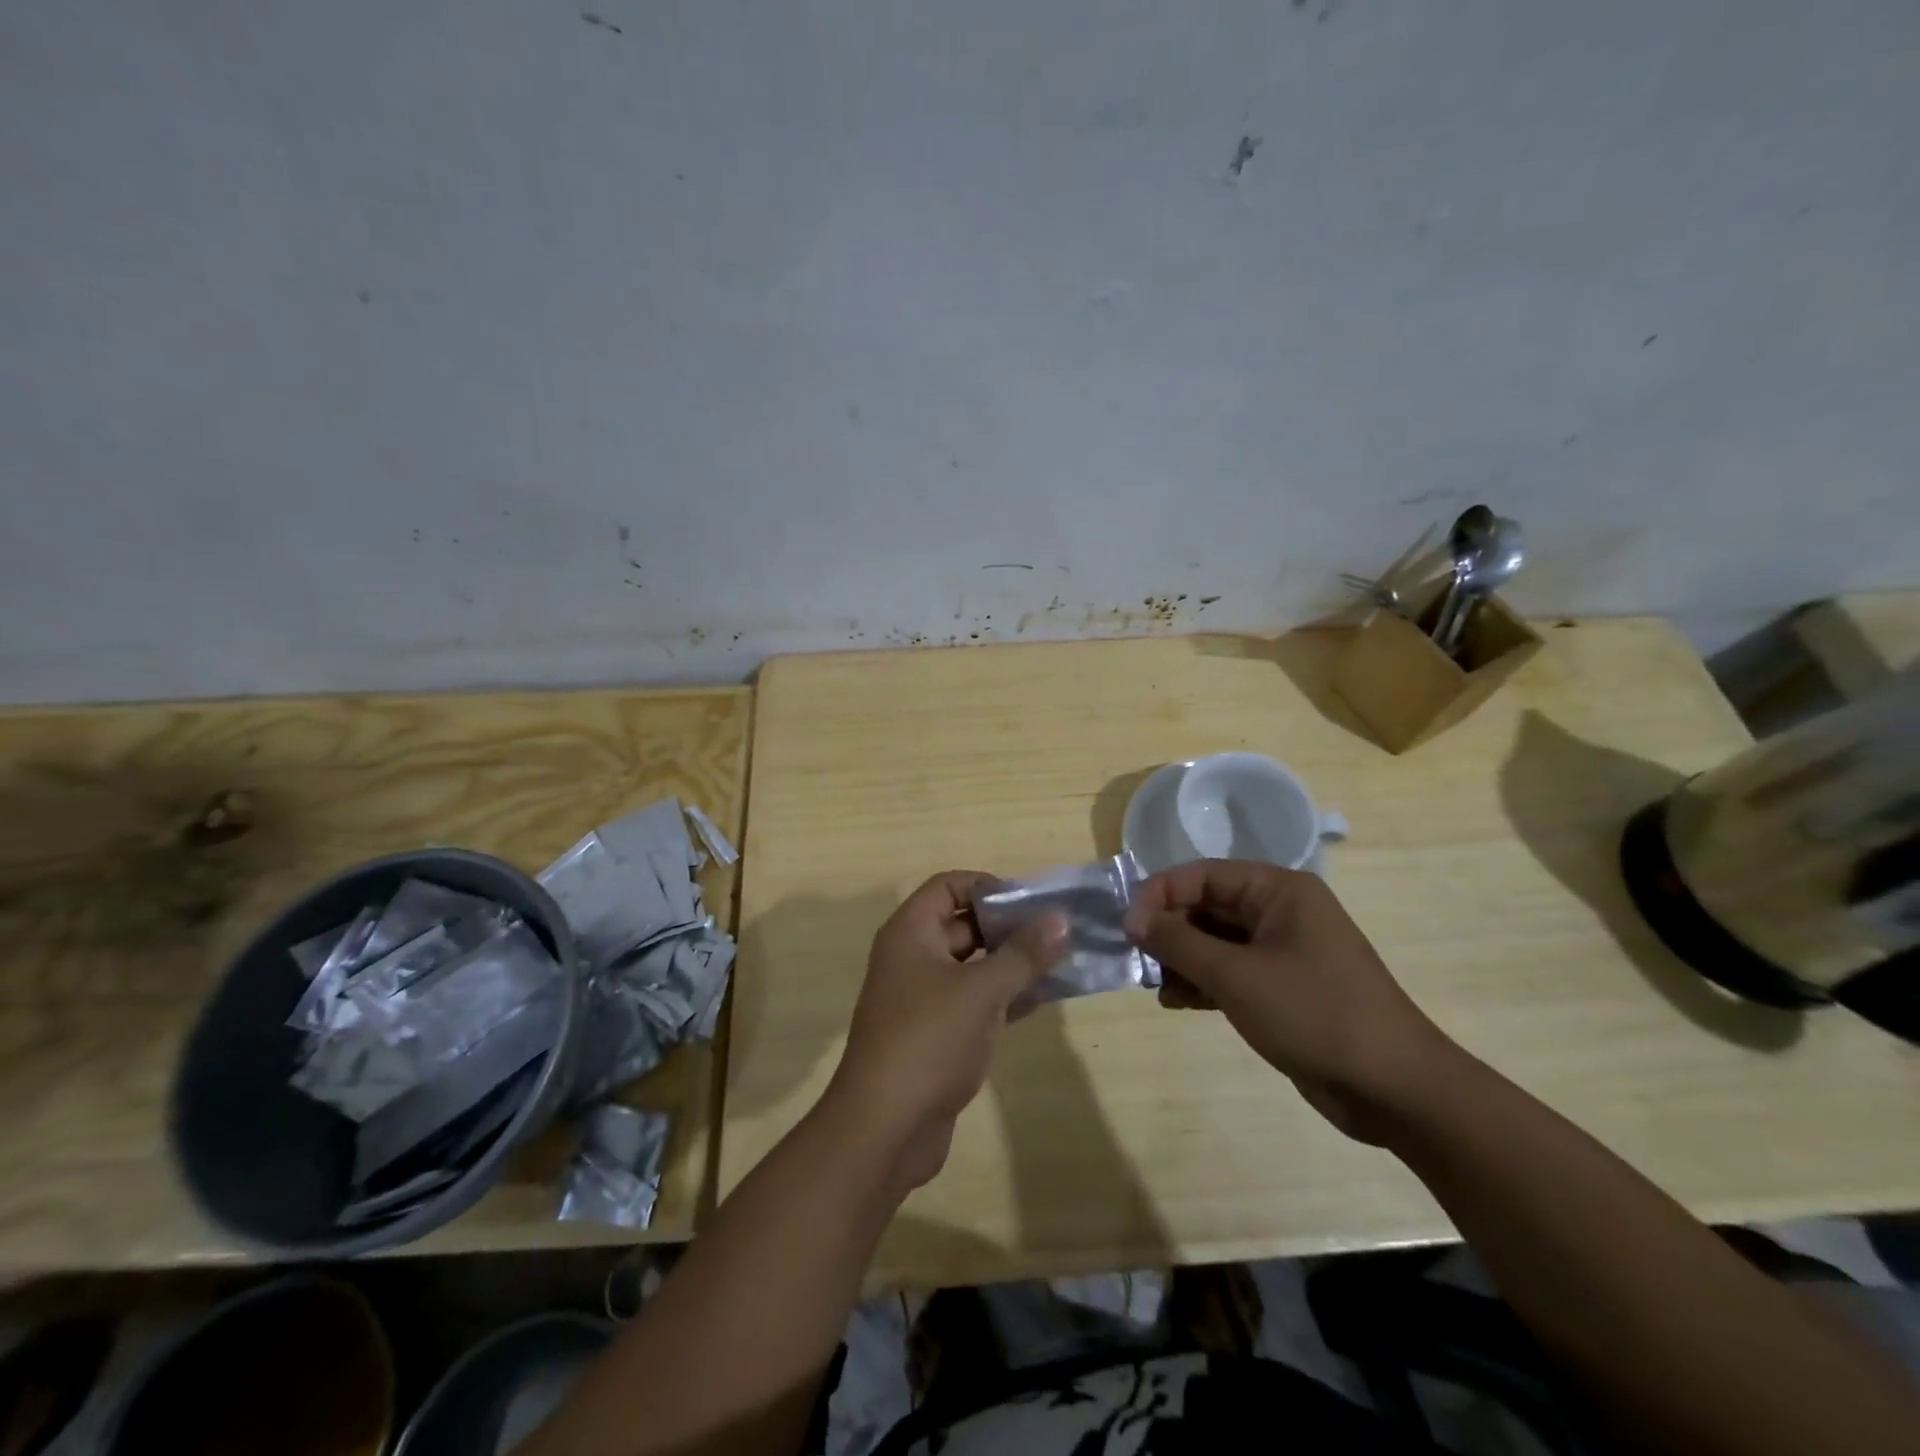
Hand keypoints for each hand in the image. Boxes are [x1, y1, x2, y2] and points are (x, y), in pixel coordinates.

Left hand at [827, 872, 1068, 1192]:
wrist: (885, 1128)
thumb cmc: (929, 1041)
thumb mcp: (981, 991)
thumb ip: (1023, 954)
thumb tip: (1060, 917)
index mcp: (910, 933)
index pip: (948, 886)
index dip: (987, 886)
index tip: (1029, 903)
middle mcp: (913, 958)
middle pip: (963, 924)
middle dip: (1008, 927)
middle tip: (1057, 933)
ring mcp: (924, 998)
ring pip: (973, 966)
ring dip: (1012, 964)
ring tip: (1061, 962)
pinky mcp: (937, 1035)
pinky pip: (975, 1002)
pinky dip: (1005, 997)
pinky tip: (1043, 1000)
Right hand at [1125, 860, 1457, 1143]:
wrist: (1395, 1089)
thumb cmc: (1314, 1014)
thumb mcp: (1236, 975)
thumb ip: (1178, 942)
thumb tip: (1132, 917)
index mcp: (1278, 890)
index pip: (1202, 875)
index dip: (1160, 896)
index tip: (1127, 929)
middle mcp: (1280, 911)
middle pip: (1207, 906)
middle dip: (1169, 932)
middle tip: (1139, 962)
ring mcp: (1284, 950)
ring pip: (1216, 940)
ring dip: (1183, 960)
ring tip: (1158, 987)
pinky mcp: (1283, 987)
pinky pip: (1231, 970)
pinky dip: (1204, 982)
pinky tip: (1179, 1002)